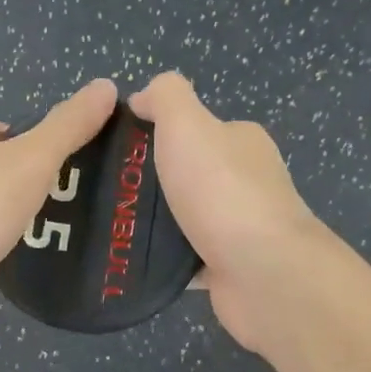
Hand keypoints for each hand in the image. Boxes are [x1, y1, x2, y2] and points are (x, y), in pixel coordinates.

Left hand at [0, 78, 118, 342]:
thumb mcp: (33, 160)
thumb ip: (68, 126)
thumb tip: (106, 85)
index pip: (7, 130)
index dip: (38, 149)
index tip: (64, 175)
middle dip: (21, 185)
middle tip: (57, 208)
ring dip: (1, 216)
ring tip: (36, 235)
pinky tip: (0, 259)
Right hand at [129, 72, 335, 352]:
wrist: (264, 274)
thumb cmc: (222, 192)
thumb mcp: (187, 124)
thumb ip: (165, 97)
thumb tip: (143, 97)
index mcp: (240, 142)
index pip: (191, 129)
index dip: (151, 134)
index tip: (114, 151)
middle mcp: (245, 181)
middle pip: (184, 174)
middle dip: (146, 183)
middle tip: (106, 193)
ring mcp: (240, 226)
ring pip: (182, 218)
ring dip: (152, 223)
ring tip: (111, 227)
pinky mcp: (230, 267)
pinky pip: (186, 258)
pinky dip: (164, 259)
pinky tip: (134, 259)